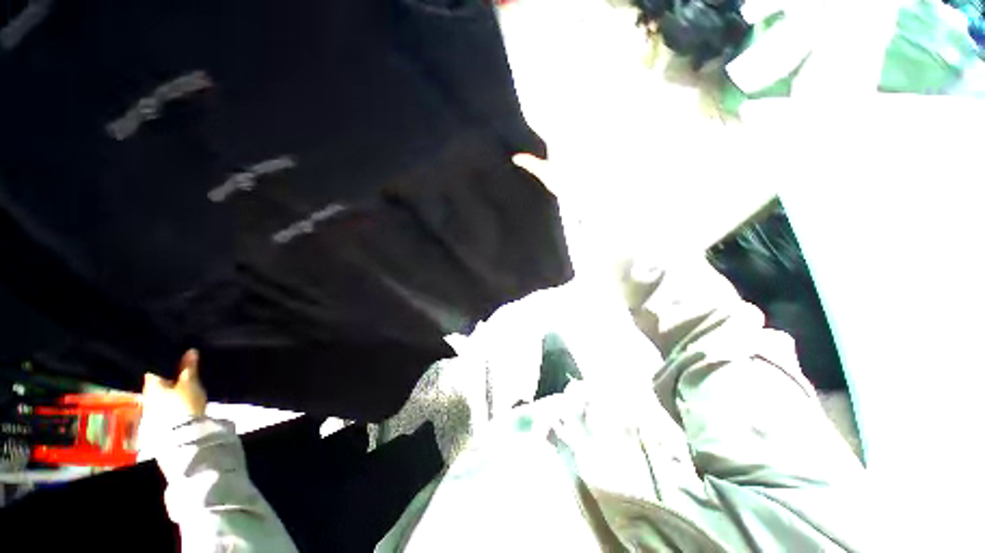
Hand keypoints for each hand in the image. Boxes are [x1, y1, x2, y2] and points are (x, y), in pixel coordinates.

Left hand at [141, 349, 206, 432]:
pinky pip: (166, 406)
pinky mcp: (161, 420)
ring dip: (171, 391)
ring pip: (161, 395)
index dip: (164, 363)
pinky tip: (184, 402)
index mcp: (150, 384)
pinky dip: (173, 401)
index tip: (175, 359)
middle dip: (169, 379)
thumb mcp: (190, 382)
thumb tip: (191, 350)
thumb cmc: (184, 403)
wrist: (182, 432)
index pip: (154, 369)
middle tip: (183, 375)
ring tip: (186, 389)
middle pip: (157, 383)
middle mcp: (147, 395)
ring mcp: (152, 409)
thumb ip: (189, 367)